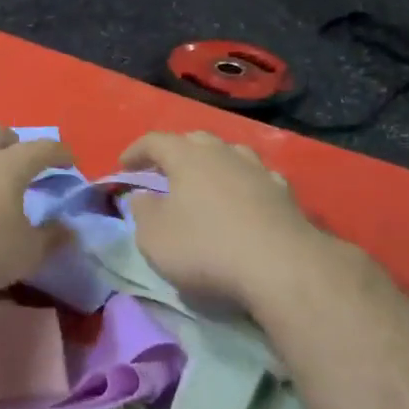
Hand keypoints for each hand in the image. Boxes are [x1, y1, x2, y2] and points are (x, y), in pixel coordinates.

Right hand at [121, 130, 328, 309]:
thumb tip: (142, 196)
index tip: (123, 165)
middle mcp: (224, 154)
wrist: (281, 267)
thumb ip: (142, 211)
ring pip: (231, 155)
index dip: (136, 151)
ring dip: (213, 164)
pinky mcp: (285, 195)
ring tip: (205, 182)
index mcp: (188, 157)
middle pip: (196, 141)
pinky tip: (243, 201)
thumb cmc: (206, 248)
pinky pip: (257, 180)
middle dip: (176, 152)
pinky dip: (243, 186)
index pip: (155, 141)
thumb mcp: (154, 237)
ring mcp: (259, 171)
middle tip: (163, 171)